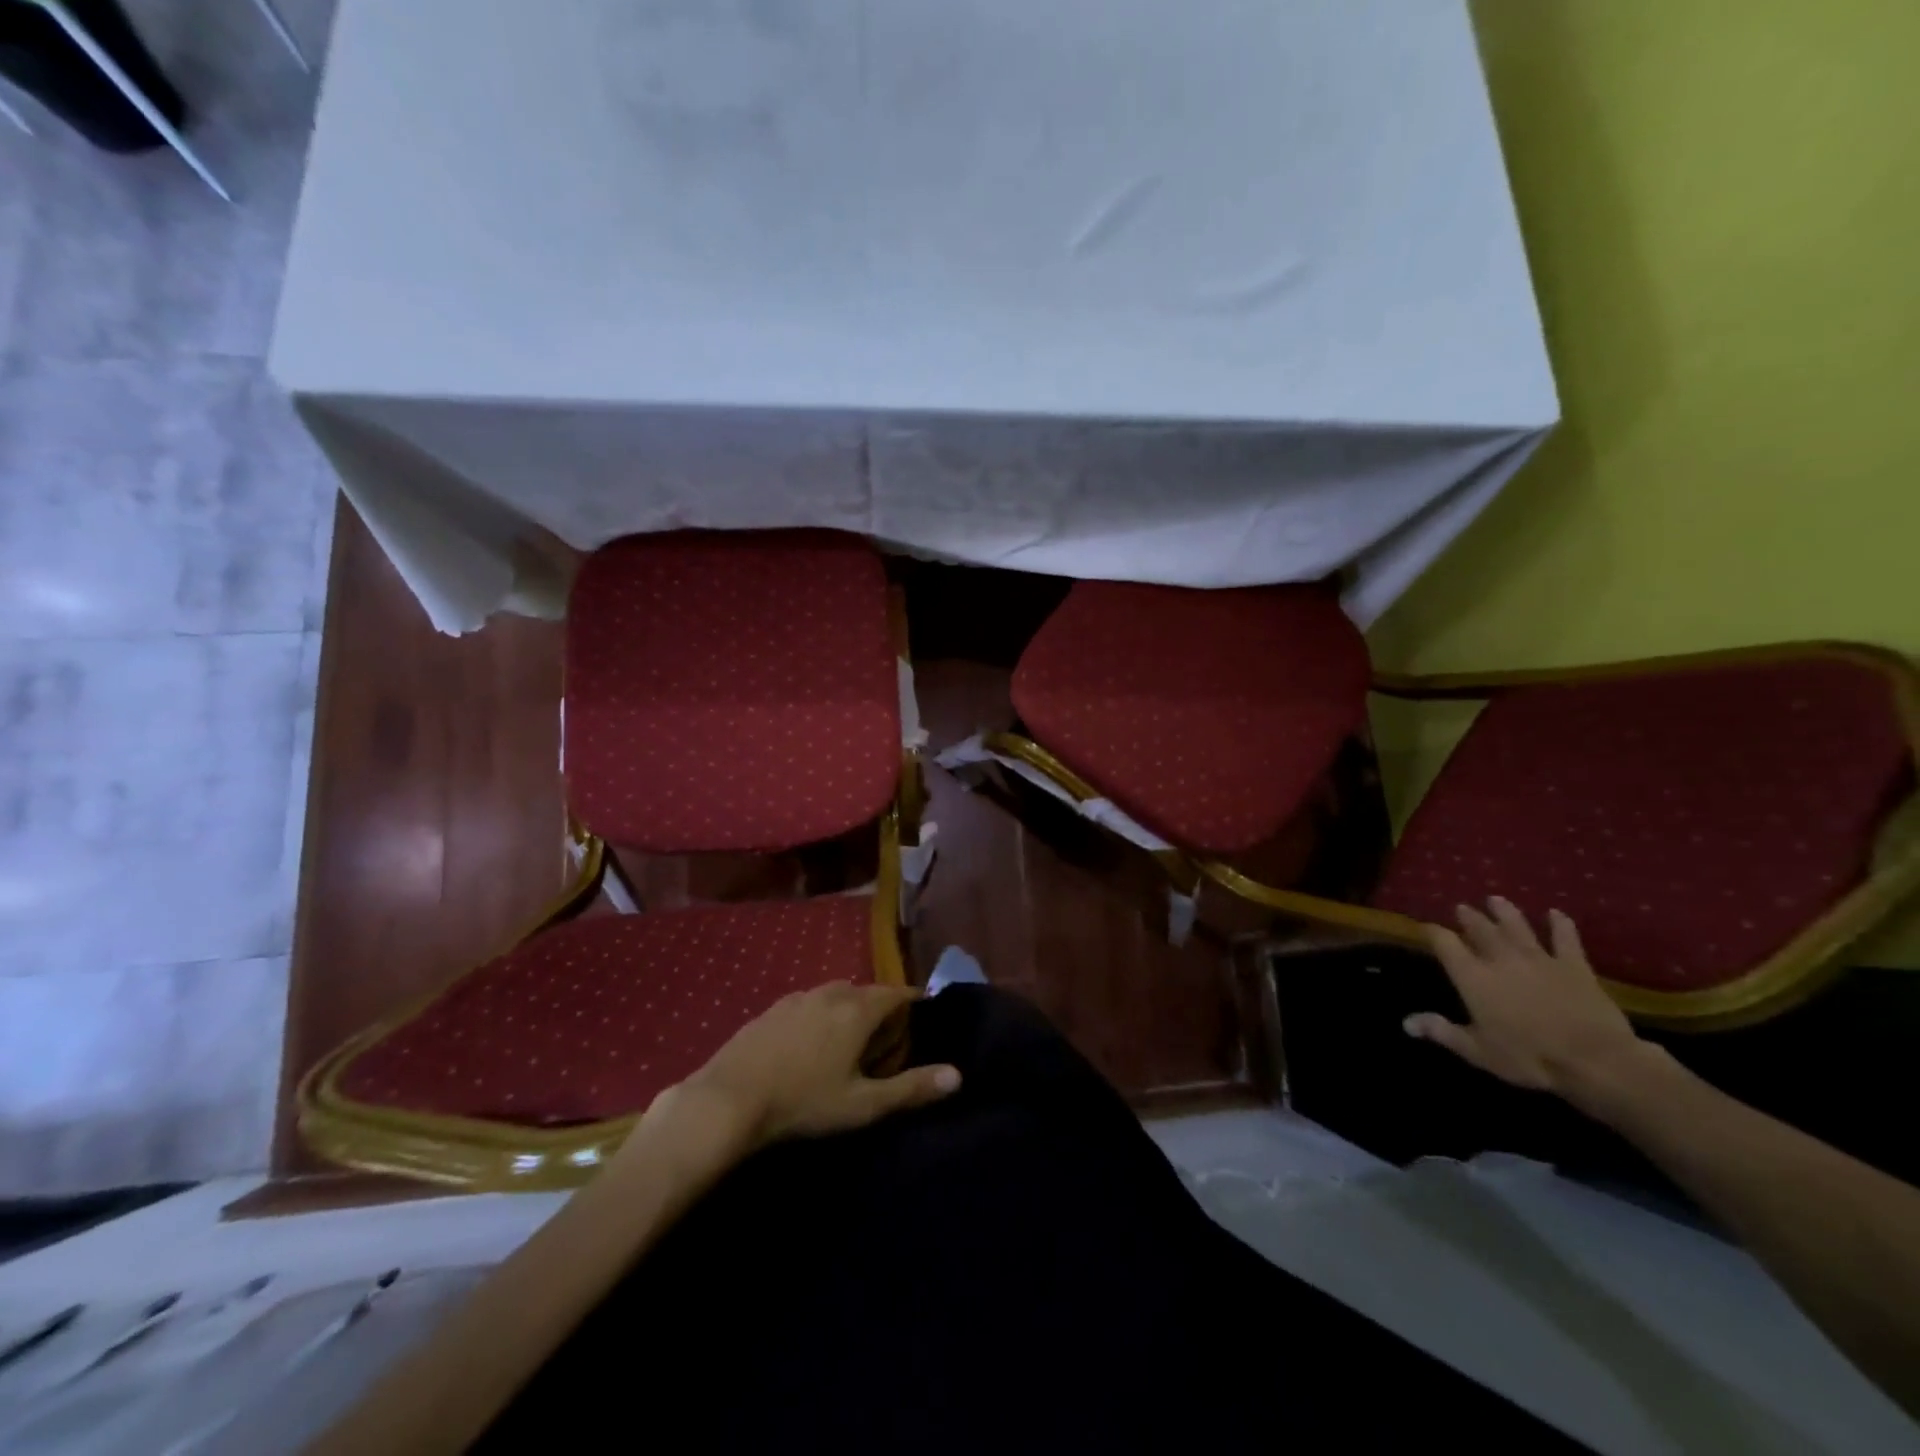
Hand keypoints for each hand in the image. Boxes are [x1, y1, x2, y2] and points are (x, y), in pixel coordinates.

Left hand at [675, 982, 960, 1146]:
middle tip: (887, 1039)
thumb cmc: (804, 1102)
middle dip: (880, 1009)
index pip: (896, 993)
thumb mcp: (863, 1104)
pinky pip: (807, 1005)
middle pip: (865, 992)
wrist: (727, 1100)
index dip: (912, 1001)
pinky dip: (819, 1017)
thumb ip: (911, 1089)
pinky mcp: (770, 1010)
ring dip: (848, 1011)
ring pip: (834, 996)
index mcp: (857, 1009)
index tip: (923, 1015)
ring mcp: (796, 998)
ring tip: (849, 1043)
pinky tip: (809, 1046)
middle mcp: (830, 992)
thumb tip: (957, 1075)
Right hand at [1404, 897, 1649, 1099]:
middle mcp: (1501, 959)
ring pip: (1517, 926)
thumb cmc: (1529, 1057)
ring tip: (1496, 899)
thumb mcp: (1478, 1051)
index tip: (1426, 927)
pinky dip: (1560, 924)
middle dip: (1469, 917)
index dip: (1433, 932)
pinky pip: (1565, 938)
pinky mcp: (1574, 966)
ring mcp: (1539, 959)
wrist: (1595, 1060)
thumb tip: (1406, 1023)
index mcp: (1473, 977)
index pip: (1445, 943)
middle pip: (1480, 929)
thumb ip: (1442, 1031)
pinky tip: (1555, 913)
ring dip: (1505, 911)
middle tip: (1462, 907)